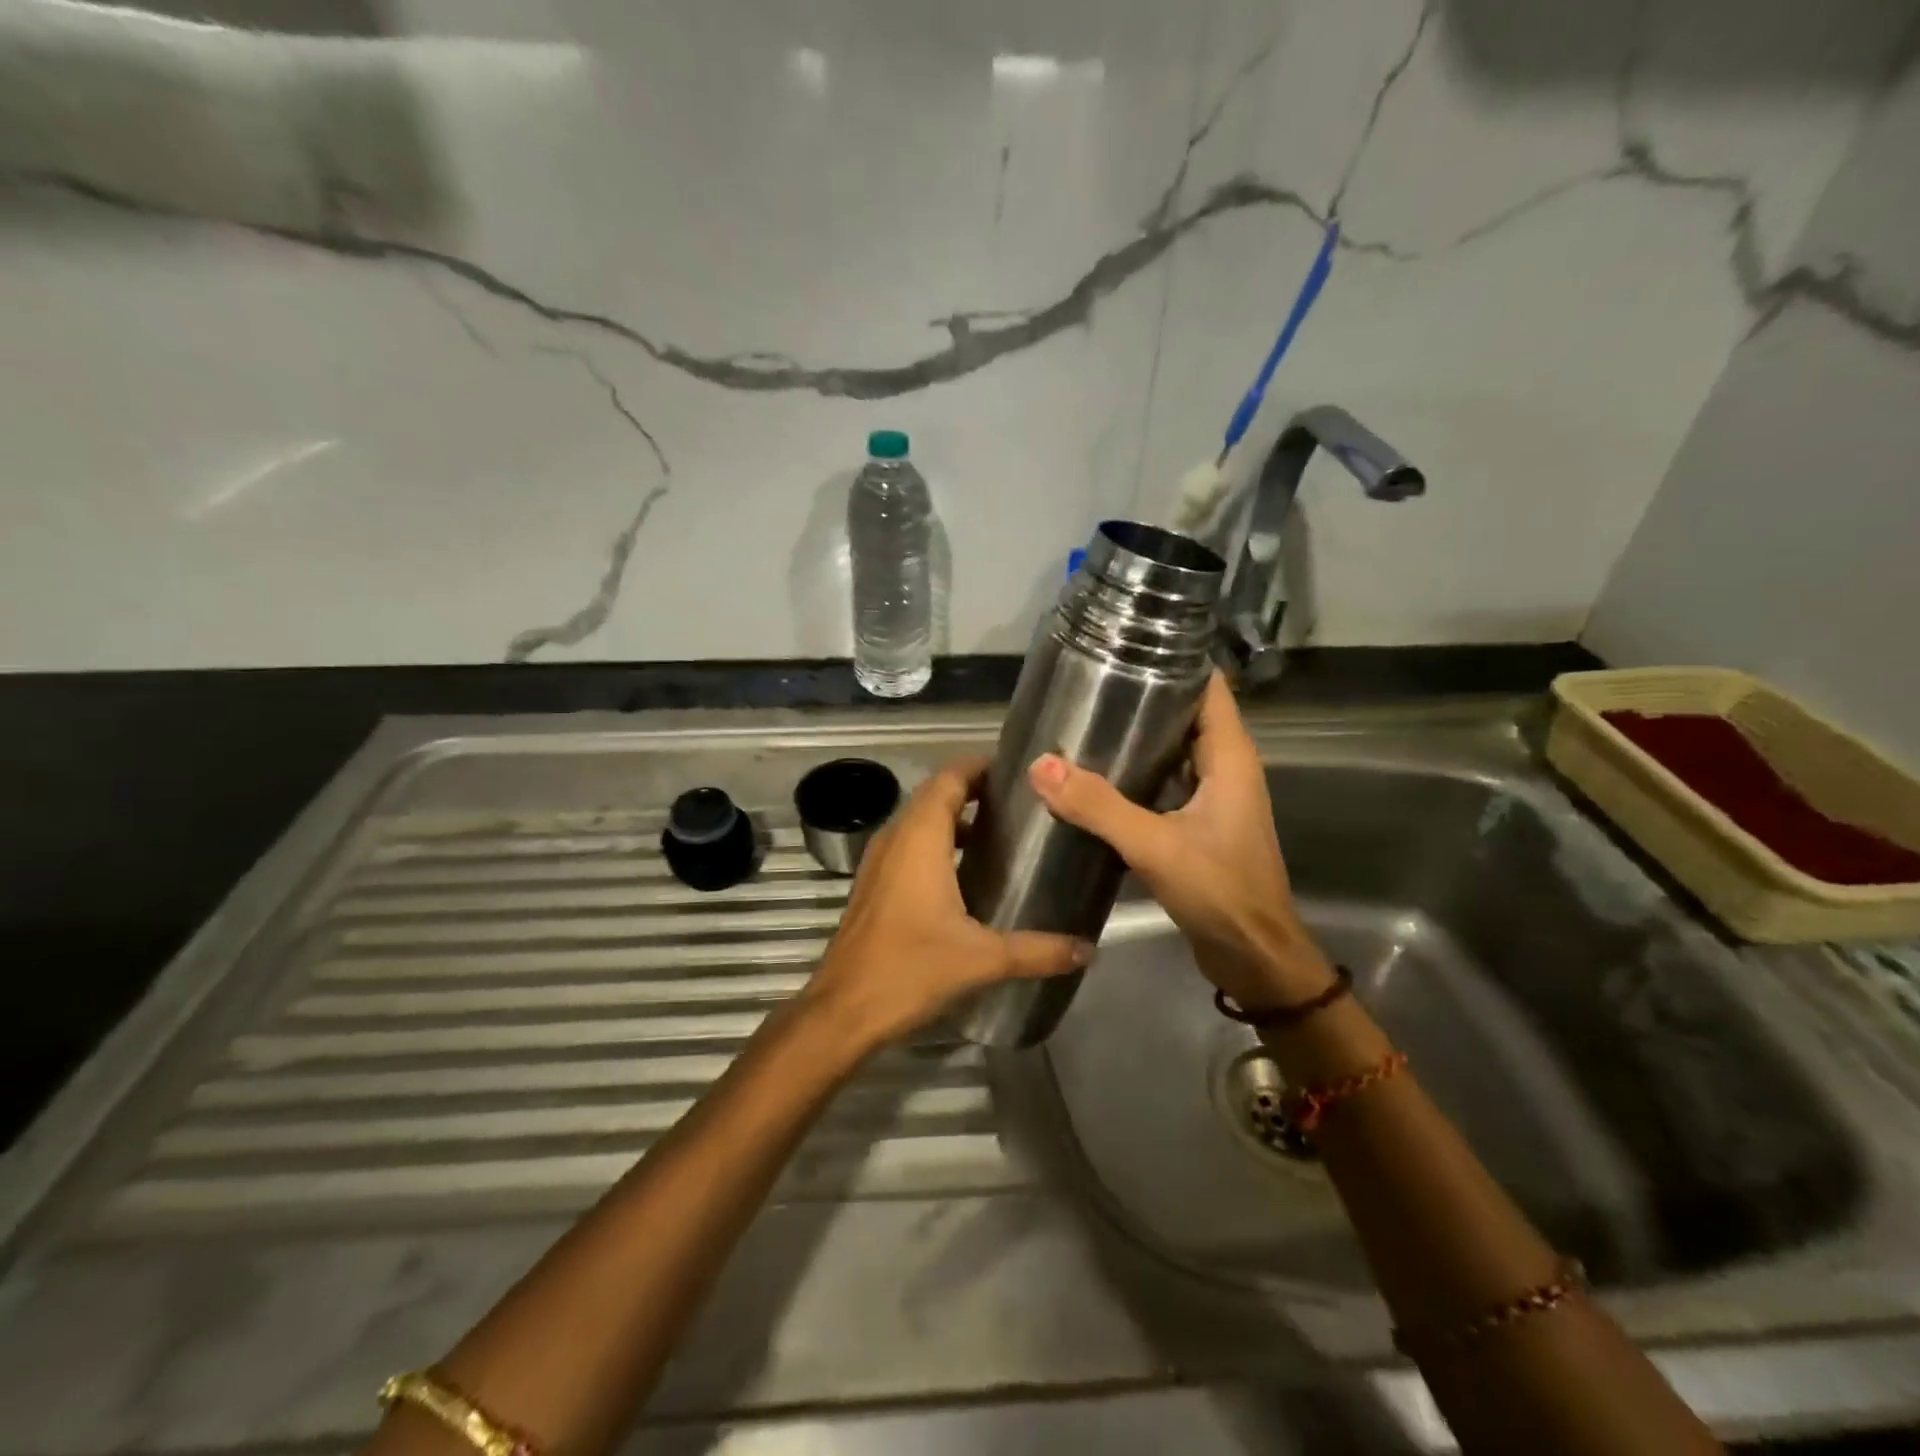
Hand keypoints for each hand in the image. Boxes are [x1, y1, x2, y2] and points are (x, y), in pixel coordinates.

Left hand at [803, 756, 1092, 1050]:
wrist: (843, 1010)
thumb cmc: (910, 969)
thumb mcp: (982, 958)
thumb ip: (1038, 950)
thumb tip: (1089, 949)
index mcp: (920, 838)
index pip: (950, 778)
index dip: (980, 766)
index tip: (1019, 770)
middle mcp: (896, 838)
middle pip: (935, 794)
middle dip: (974, 789)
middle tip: (1020, 801)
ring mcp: (879, 860)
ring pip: (920, 820)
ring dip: (955, 817)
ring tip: (1001, 831)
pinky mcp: (874, 884)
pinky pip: (909, 845)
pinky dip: (938, 842)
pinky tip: (967, 872)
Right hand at [1027, 672, 1333, 1009]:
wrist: (1254, 956)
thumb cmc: (1220, 892)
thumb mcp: (1155, 845)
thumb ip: (1099, 806)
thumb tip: (1040, 765)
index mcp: (1230, 758)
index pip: (1209, 688)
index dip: (1175, 662)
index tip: (1127, 647)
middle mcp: (1226, 769)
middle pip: (1186, 715)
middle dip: (1144, 697)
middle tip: (1088, 685)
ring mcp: (1213, 798)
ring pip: (1173, 752)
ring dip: (1137, 739)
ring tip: (1084, 723)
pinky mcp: (1198, 825)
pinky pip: (1164, 784)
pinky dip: (1136, 775)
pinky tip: (1095, 778)